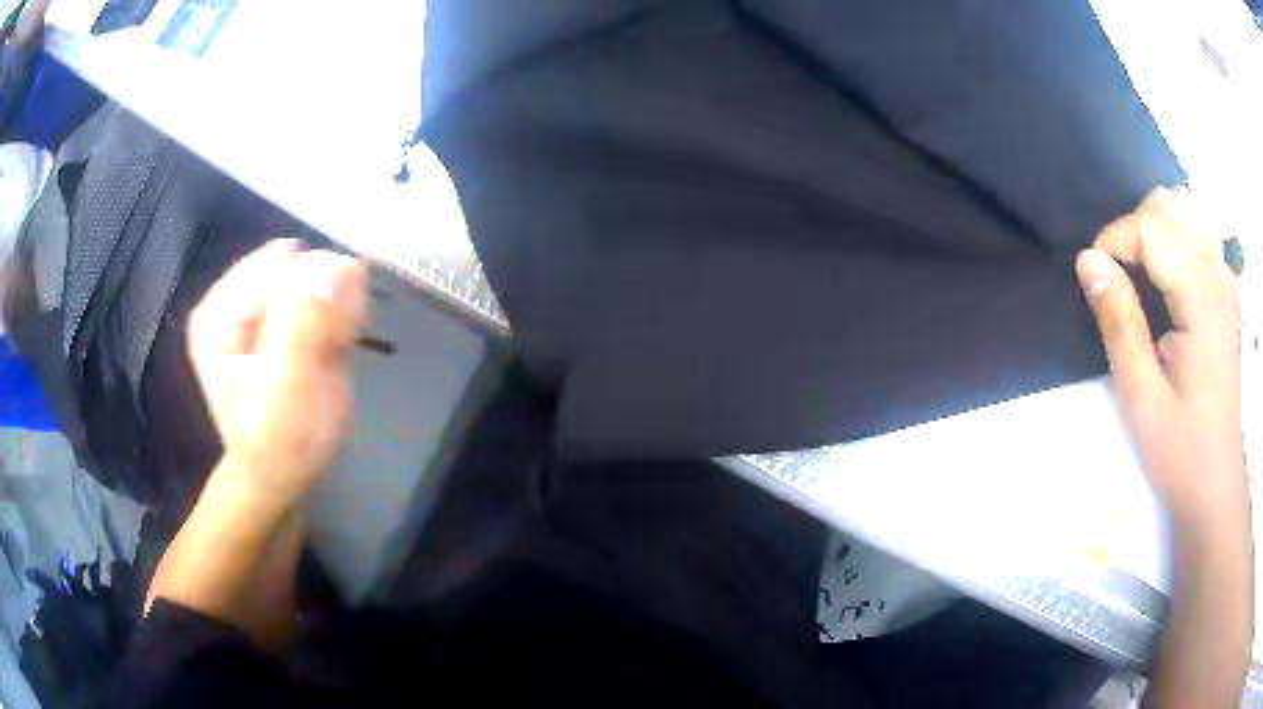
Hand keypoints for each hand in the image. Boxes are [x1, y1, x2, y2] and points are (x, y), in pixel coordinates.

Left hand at [187, 240, 368, 511]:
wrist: (284, 477)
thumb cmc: (277, 443)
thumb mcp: (286, 389)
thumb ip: (303, 324)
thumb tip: (332, 262)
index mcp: (221, 310)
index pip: (280, 263)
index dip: (311, 293)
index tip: (324, 334)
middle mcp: (240, 299)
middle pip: (302, 268)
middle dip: (327, 305)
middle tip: (328, 352)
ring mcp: (266, 309)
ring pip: (322, 279)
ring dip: (339, 314)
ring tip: (331, 357)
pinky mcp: (290, 320)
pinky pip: (330, 296)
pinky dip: (344, 319)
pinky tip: (337, 350)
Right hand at [1075, 187, 1244, 525]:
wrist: (1216, 483)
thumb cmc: (1181, 450)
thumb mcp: (1141, 397)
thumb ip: (1119, 322)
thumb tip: (1087, 261)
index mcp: (1202, 297)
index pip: (1151, 227)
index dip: (1114, 240)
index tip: (1094, 278)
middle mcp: (1218, 272)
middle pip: (1167, 205)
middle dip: (1133, 230)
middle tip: (1118, 282)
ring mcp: (1225, 278)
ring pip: (1183, 209)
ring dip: (1154, 229)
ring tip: (1141, 275)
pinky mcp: (1226, 289)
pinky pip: (1197, 232)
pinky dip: (1174, 238)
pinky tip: (1167, 278)